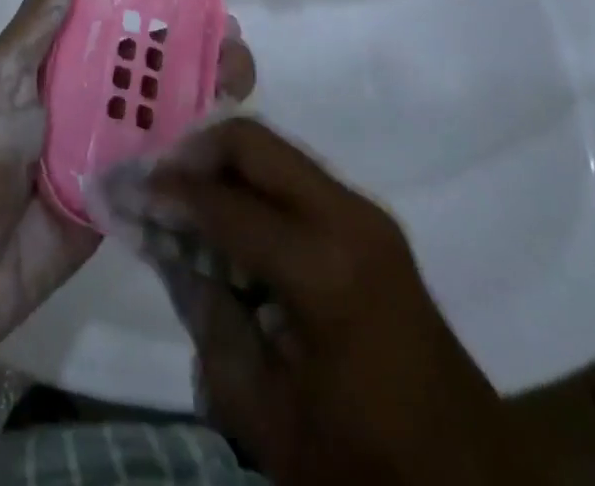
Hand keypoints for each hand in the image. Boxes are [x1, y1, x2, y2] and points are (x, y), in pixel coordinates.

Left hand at [0, 0, 255, 361]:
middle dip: (188, 46)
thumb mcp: (1, 78)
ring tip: (241, 72)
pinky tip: (233, 129)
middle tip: (229, 34)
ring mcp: (106, 150)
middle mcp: (85, 101)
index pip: (111, 23)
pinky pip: (162, 167)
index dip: (148, 3)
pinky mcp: (123, 197)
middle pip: (144, 66)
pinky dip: (195, 147)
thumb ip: (38, 22)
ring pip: (162, 111)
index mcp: (56, 66)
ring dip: (202, 90)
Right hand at [142, 119, 525, 485]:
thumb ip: (207, 314)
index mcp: (322, 267)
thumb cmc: (361, 460)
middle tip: (157, 177)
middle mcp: (347, 216)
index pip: (223, 203)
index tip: (127, 187)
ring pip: (276, 152)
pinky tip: (230, 216)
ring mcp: (366, 213)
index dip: (168, 191)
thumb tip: (167, 243)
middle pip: (254, 142)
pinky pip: (298, 178)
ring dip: (226, 164)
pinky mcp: (373, 224)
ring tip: (185, 194)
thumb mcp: (263, 410)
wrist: (466, 482)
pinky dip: (255, 183)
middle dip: (196, 150)